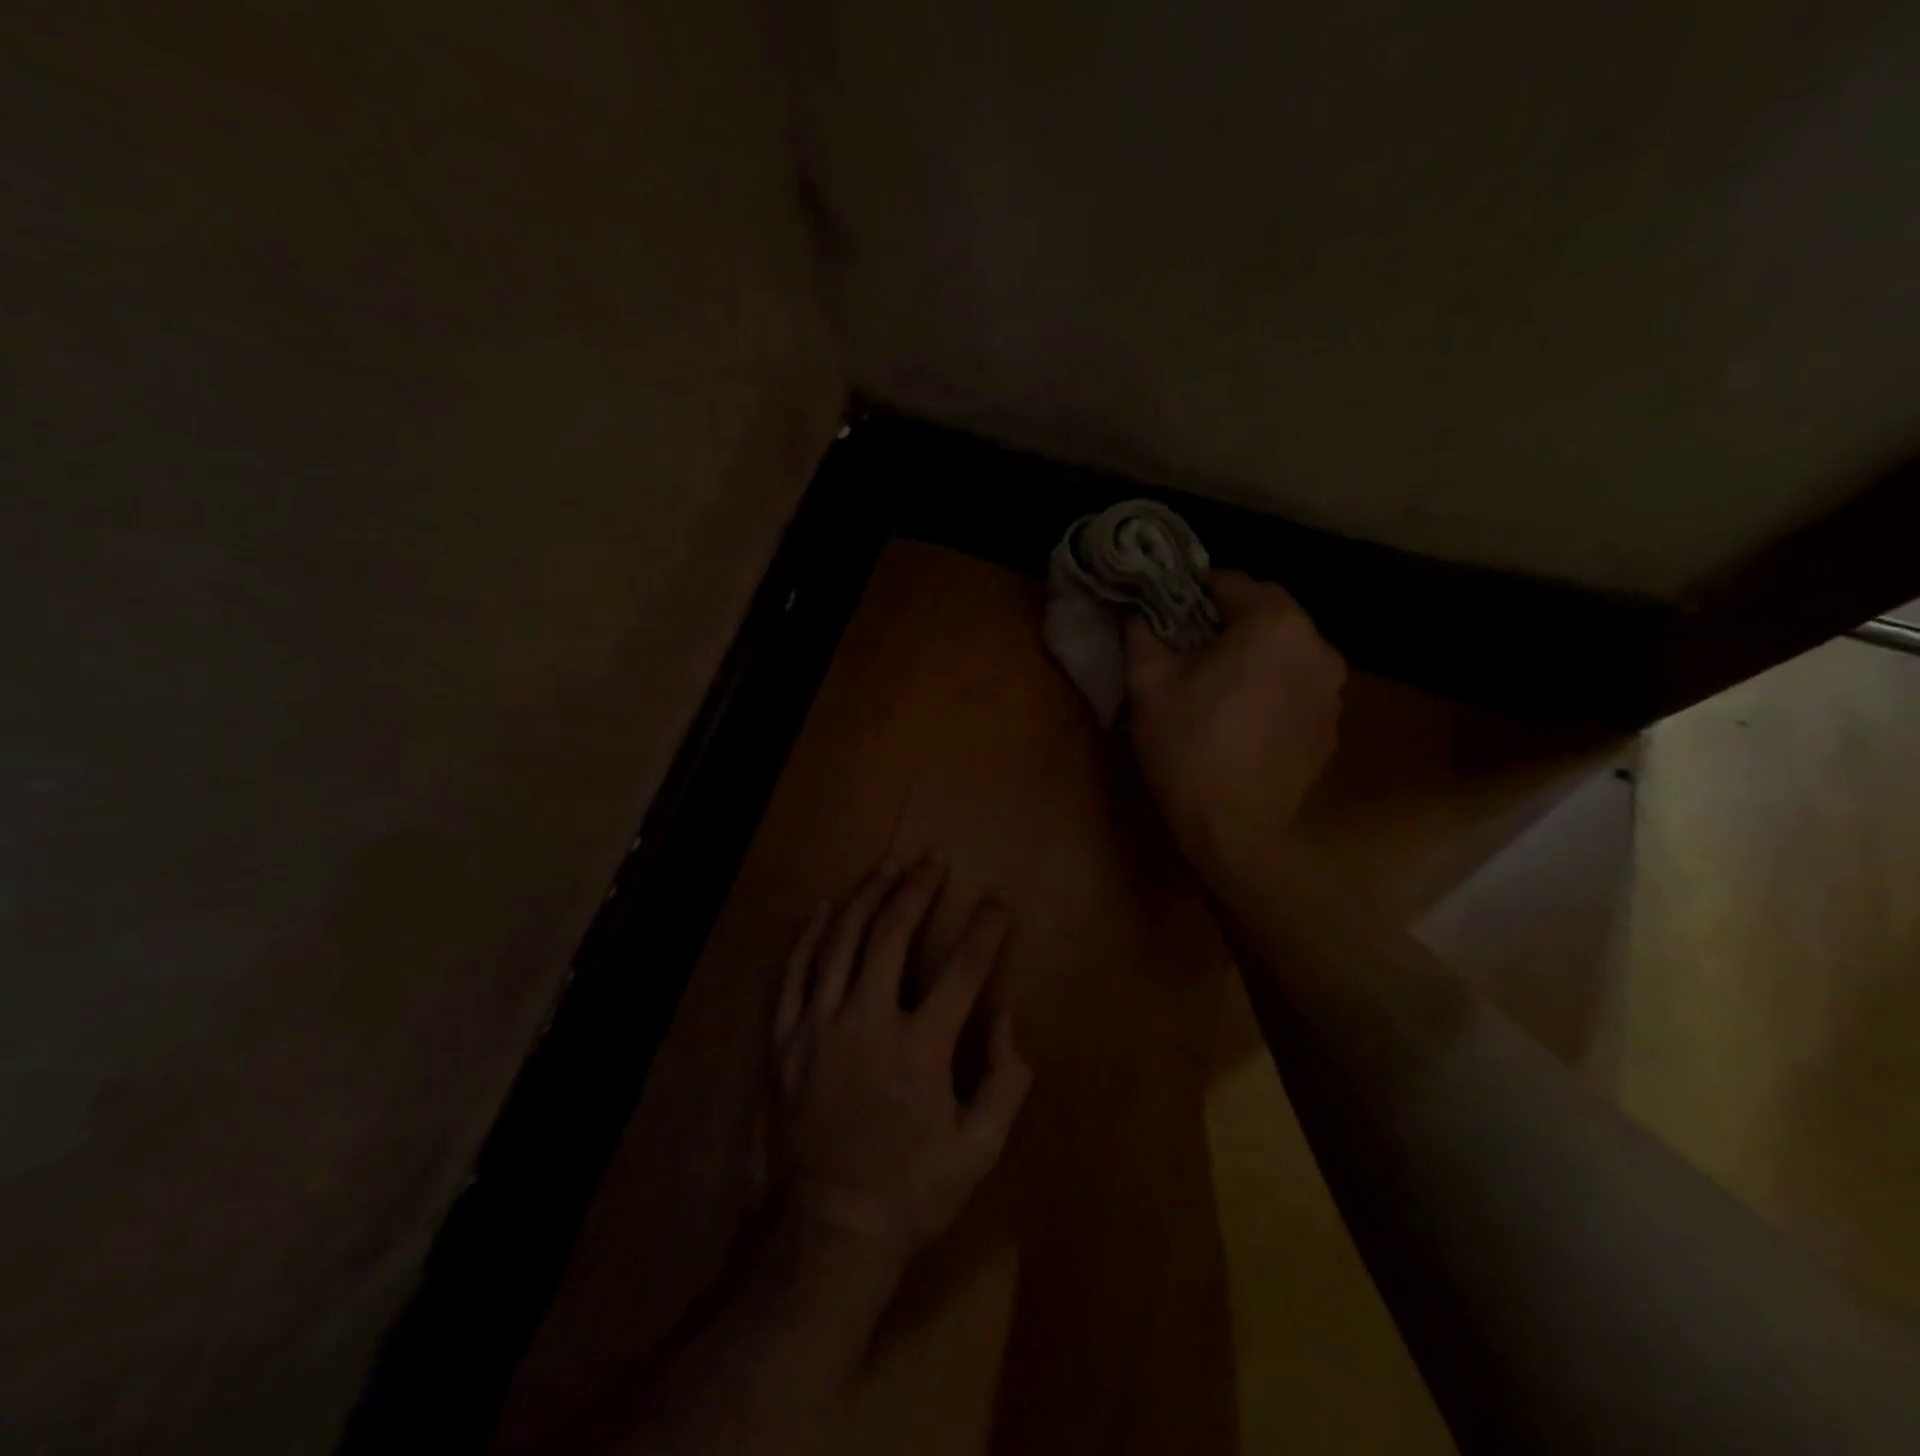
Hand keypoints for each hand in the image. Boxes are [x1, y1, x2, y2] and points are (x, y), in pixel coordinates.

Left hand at [768, 860, 1033, 1271]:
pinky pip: (795, 971)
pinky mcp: (785, 1039)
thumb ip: (1005, 1082)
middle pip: (893, 934)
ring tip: (887, 867)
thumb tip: (1008, 1021)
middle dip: (918, 889)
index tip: (998, 902)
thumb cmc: (909, 1193)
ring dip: (867, 896)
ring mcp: (819, 1025)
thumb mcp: (978, 1152)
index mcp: (920, 1048)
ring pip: (842, 940)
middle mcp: (867, 1021)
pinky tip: (827, 907)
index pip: (963, 969)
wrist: (822, 1233)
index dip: (986, 930)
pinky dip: (812, 933)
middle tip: (933, 860)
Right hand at [1124, 569, 1345, 876]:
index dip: (1194, 591)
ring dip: (1255, 652)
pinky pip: (1298, 684)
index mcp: (1273, 623)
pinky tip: (1244, 715)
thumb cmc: (1188, 747)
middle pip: (1267, 612)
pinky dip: (1273, 685)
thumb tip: (1136, 612)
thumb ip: (1143, 635)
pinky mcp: (1331, 723)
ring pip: (1286, 648)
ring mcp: (1331, 687)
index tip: (1168, 607)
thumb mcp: (1149, 686)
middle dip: (1229, 619)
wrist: (1235, 829)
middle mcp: (1316, 645)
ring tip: (1219, 681)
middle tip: (1191, 645)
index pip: (1231, 582)